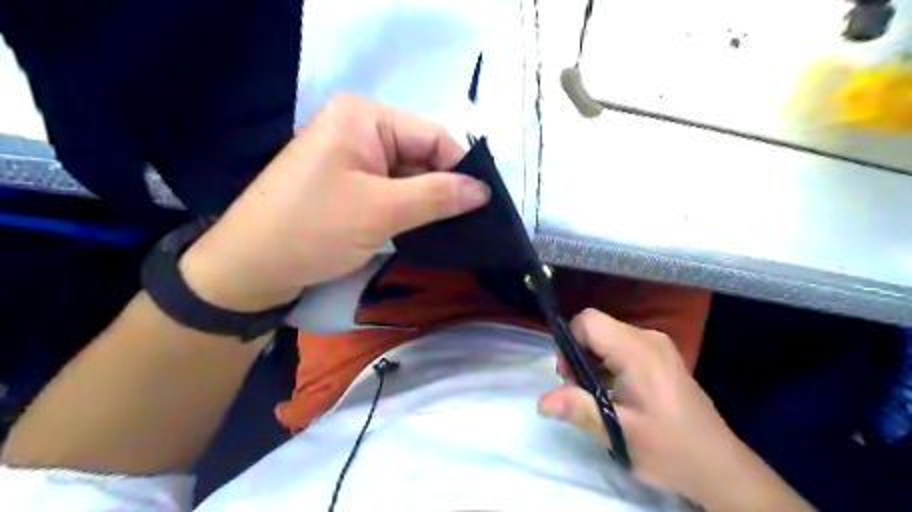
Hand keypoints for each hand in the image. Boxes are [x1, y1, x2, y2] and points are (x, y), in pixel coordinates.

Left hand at [180, 94, 491, 312]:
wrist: (249, 269)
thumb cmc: (313, 230)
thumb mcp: (382, 211)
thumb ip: (438, 196)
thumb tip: (484, 190)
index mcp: (365, 117)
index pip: (434, 136)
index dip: (461, 169)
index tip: (483, 206)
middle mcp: (360, 129)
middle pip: (422, 155)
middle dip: (444, 189)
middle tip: (470, 225)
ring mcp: (352, 158)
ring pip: (409, 177)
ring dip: (427, 203)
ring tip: (451, 231)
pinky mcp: (348, 185)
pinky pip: (391, 191)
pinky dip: (408, 210)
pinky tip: (424, 230)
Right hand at [536, 310, 811, 509]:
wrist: (719, 466)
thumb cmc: (670, 449)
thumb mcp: (620, 433)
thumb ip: (580, 410)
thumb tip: (542, 401)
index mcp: (638, 351)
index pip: (588, 321)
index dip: (569, 342)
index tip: (569, 376)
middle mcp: (648, 338)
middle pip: (596, 328)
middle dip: (578, 355)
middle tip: (581, 392)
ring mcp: (657, 345)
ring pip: (606, 337)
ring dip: (592, 362)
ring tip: (598, 396)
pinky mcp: (660, 355)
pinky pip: (621, 346)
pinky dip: (607, 364)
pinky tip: (615, 393)